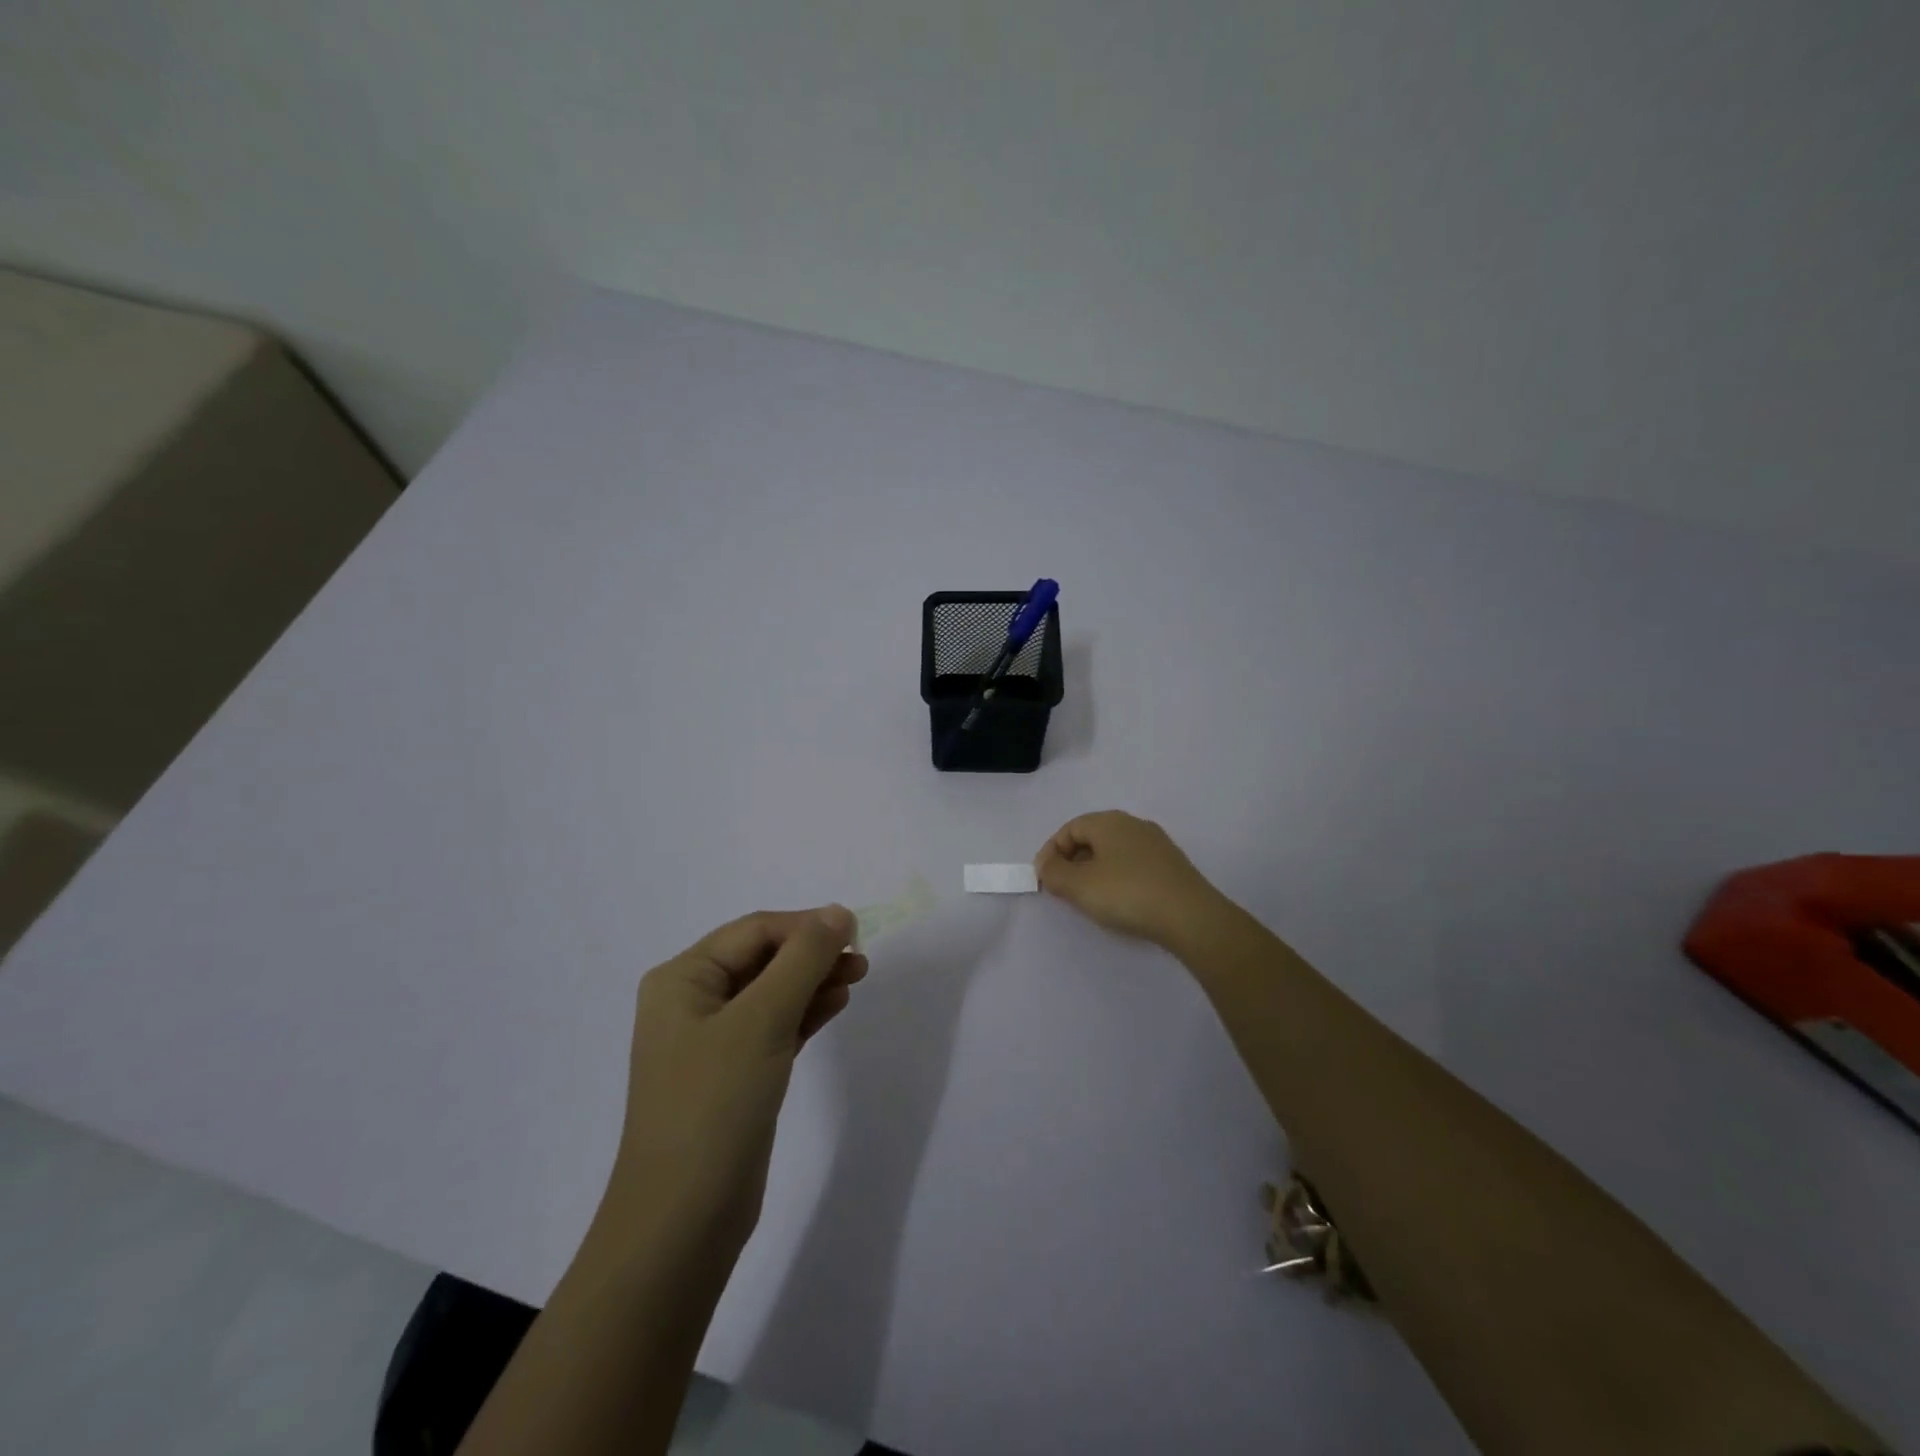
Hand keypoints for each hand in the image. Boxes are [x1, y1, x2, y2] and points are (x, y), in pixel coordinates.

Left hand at [603, 906, 864, 1256]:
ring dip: (813, 981)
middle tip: (861, 962)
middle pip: (762, 959)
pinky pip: (773, 1026)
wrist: (682, 1221)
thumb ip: (803, 960)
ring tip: (857, 979)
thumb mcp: (763, 1020)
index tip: (855, 932)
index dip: (806, 926)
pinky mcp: (732, 1074)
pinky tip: (835, 1006)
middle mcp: (691, 1001)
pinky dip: (804, 1013)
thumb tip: (837, 912)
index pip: (754, 932)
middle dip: (812, 955)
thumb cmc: (715, 1104)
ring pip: (771, 993)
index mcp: (682, 979)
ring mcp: (710, 1041)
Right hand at [1034, 811, 1224, 945]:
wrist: (1191, 917)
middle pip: (1092, 837)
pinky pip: (1133, 864)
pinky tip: (1120, 901)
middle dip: (1072, 861)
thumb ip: (1054, 873)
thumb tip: (1047, 865)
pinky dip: (1118, 878)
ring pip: (1114, 851)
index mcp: (1109, 821)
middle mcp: (1133, 824)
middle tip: (1063, 888)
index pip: (1070, 828)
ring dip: (1095, 870)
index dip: (1051, 851)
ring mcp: (1156, 844)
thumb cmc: (1127, 894)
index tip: (1044, 878)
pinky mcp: (1172, 865)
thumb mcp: (1079, 886)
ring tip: (1089, 898)